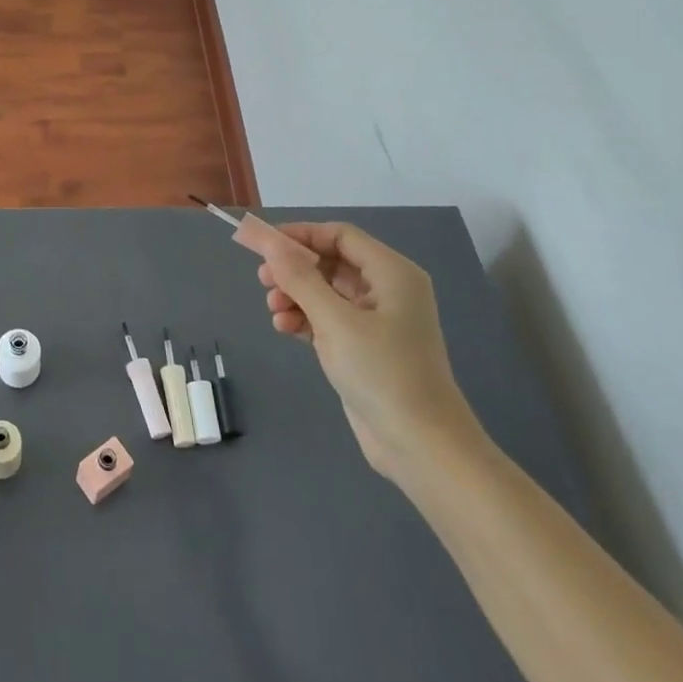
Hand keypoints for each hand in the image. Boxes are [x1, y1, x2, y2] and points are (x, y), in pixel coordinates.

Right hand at [255, 221, 482, 478]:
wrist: (420, 445)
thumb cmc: (382, 373)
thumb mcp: (335, 320)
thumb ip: (299, 278)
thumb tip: (270, 242)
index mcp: (392, 273)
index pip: (340, 235)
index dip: (301, 235)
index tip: (263, 244)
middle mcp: (387, 290)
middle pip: (331, 262)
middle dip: (294, 269)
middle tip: (263, 281)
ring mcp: (376, 320)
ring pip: (325, 291)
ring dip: (295, 295)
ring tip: (273, 311)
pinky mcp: (364, 347)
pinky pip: (327, 318)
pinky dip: (304, 318)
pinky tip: (284, 328)